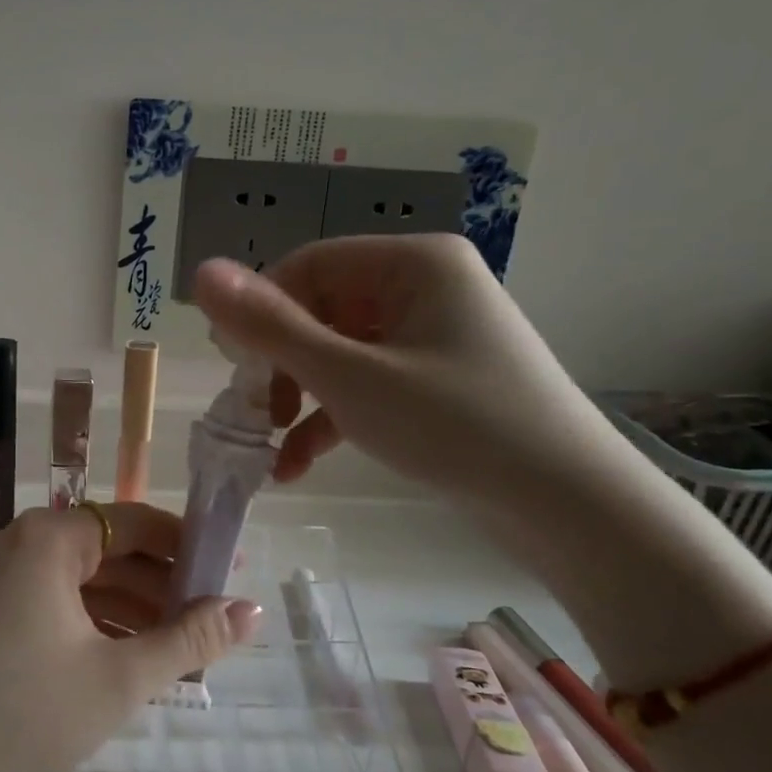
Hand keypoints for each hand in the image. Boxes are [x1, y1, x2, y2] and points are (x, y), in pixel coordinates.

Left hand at [0, 503, 260, 771]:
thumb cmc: (24, 715)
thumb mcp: (119, 678)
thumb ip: (190, 640)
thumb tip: (252, 610)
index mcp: (50, 538)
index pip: (137, 522)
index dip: (189, 546)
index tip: (232, 573)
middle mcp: (23, 542)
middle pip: (112, 550)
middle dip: (164, 586)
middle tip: (215, 623)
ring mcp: (3, 577)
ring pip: (87, 581)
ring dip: (135, 610)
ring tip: (185, 651)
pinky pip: (60, 603)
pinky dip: (99, 625)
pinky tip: (133, 660)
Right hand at [193, 236, 629, 508]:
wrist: (570, 508)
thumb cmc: (455, 425)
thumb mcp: (349, 376)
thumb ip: (270, 326)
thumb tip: (201, 272)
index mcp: (412, 263)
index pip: (308, 266)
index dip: (260, 311)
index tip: (231, 365)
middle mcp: (424, 287)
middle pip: (321, 309)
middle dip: (280, 363)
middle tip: (252, 411)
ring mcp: (433, 336)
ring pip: (339, 352)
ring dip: (299, 397)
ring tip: (271, 445)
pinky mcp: (437, 381)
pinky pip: (367, 384)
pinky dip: (331, 418)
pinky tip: (296, 465)